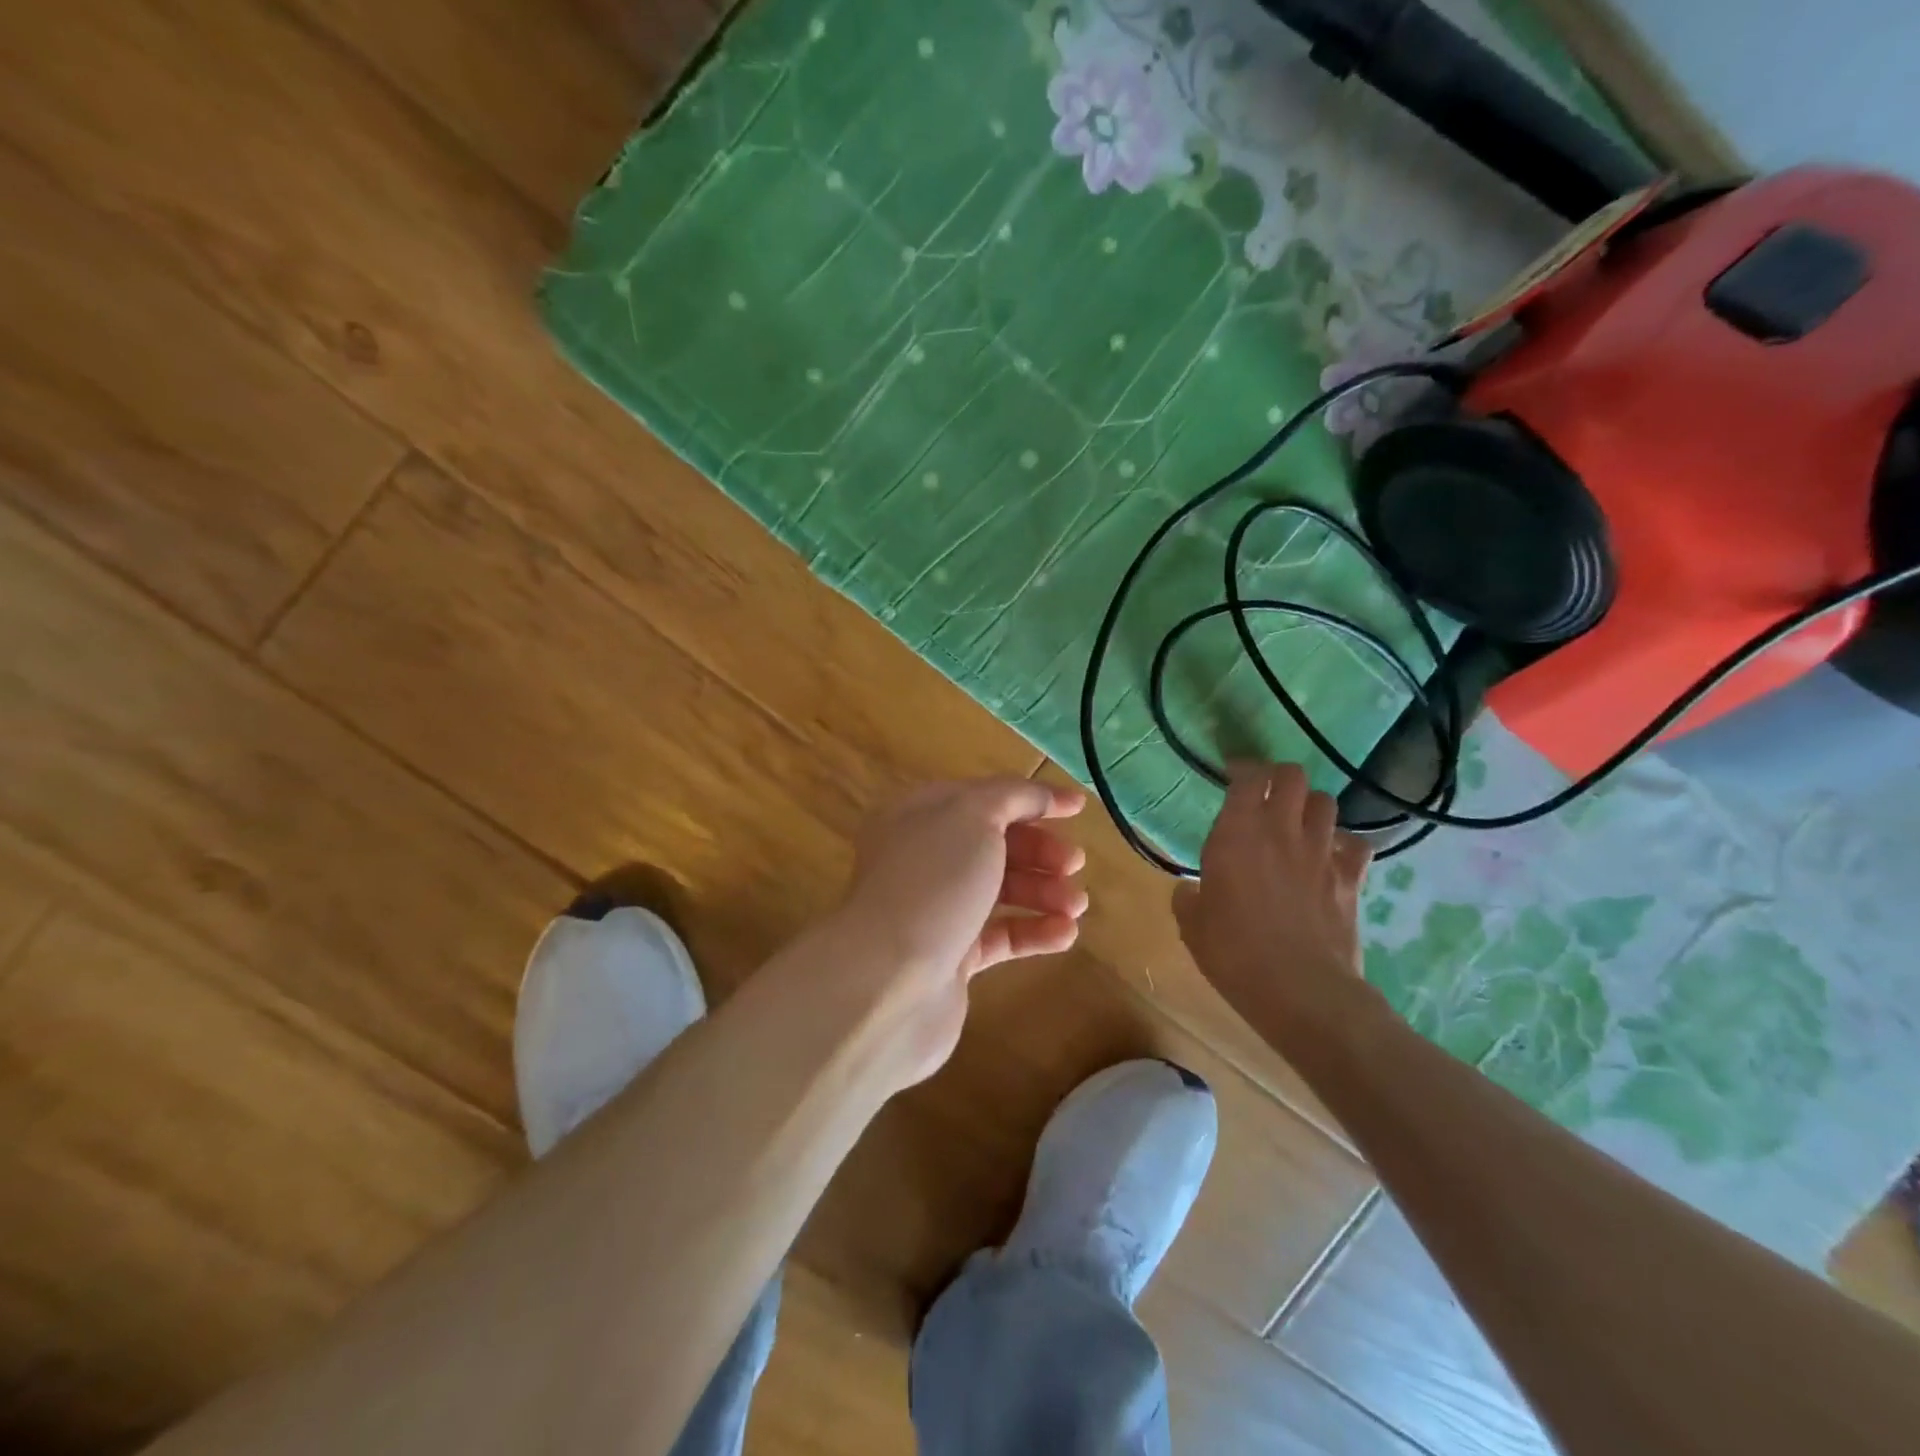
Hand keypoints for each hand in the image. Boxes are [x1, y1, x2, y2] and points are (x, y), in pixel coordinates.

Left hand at [833, 778, 1087, 1086]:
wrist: (889, 980)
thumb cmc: (933, 882)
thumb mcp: (973, 816)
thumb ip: (1011, 796)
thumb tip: (1044, 795)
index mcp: (918, 815)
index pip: (982, 797)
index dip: (1030, 799)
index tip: (1077, 809)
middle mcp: (922, 859)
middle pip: (993, 844)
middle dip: (1039, 850)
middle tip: (1074, 863)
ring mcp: (935, 909)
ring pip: (999, 890)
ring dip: (1044, 892)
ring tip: (1077, 905)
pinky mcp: (950, 958)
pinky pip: (1000, 936)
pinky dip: (1034, 932)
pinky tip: (1066, 934)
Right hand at [1172, 763, 1374, 1046]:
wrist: (1301, 990)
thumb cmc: (1234, 953)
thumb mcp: (1192, 926)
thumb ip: (1188, 897)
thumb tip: (1189, 891)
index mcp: (1237, 834)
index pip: (1246, 778)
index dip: (1240, 769)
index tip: (1231, 776)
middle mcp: (1281, 831)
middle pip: (1292, 775)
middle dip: (1278, 777)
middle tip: (1265, 792)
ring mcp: (1321, 853)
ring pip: (1325, 802)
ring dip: (1309, 806)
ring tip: (1298, 822)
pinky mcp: (1351, 879)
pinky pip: (1356, 844)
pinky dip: (1344, 844)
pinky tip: (1332, 857)